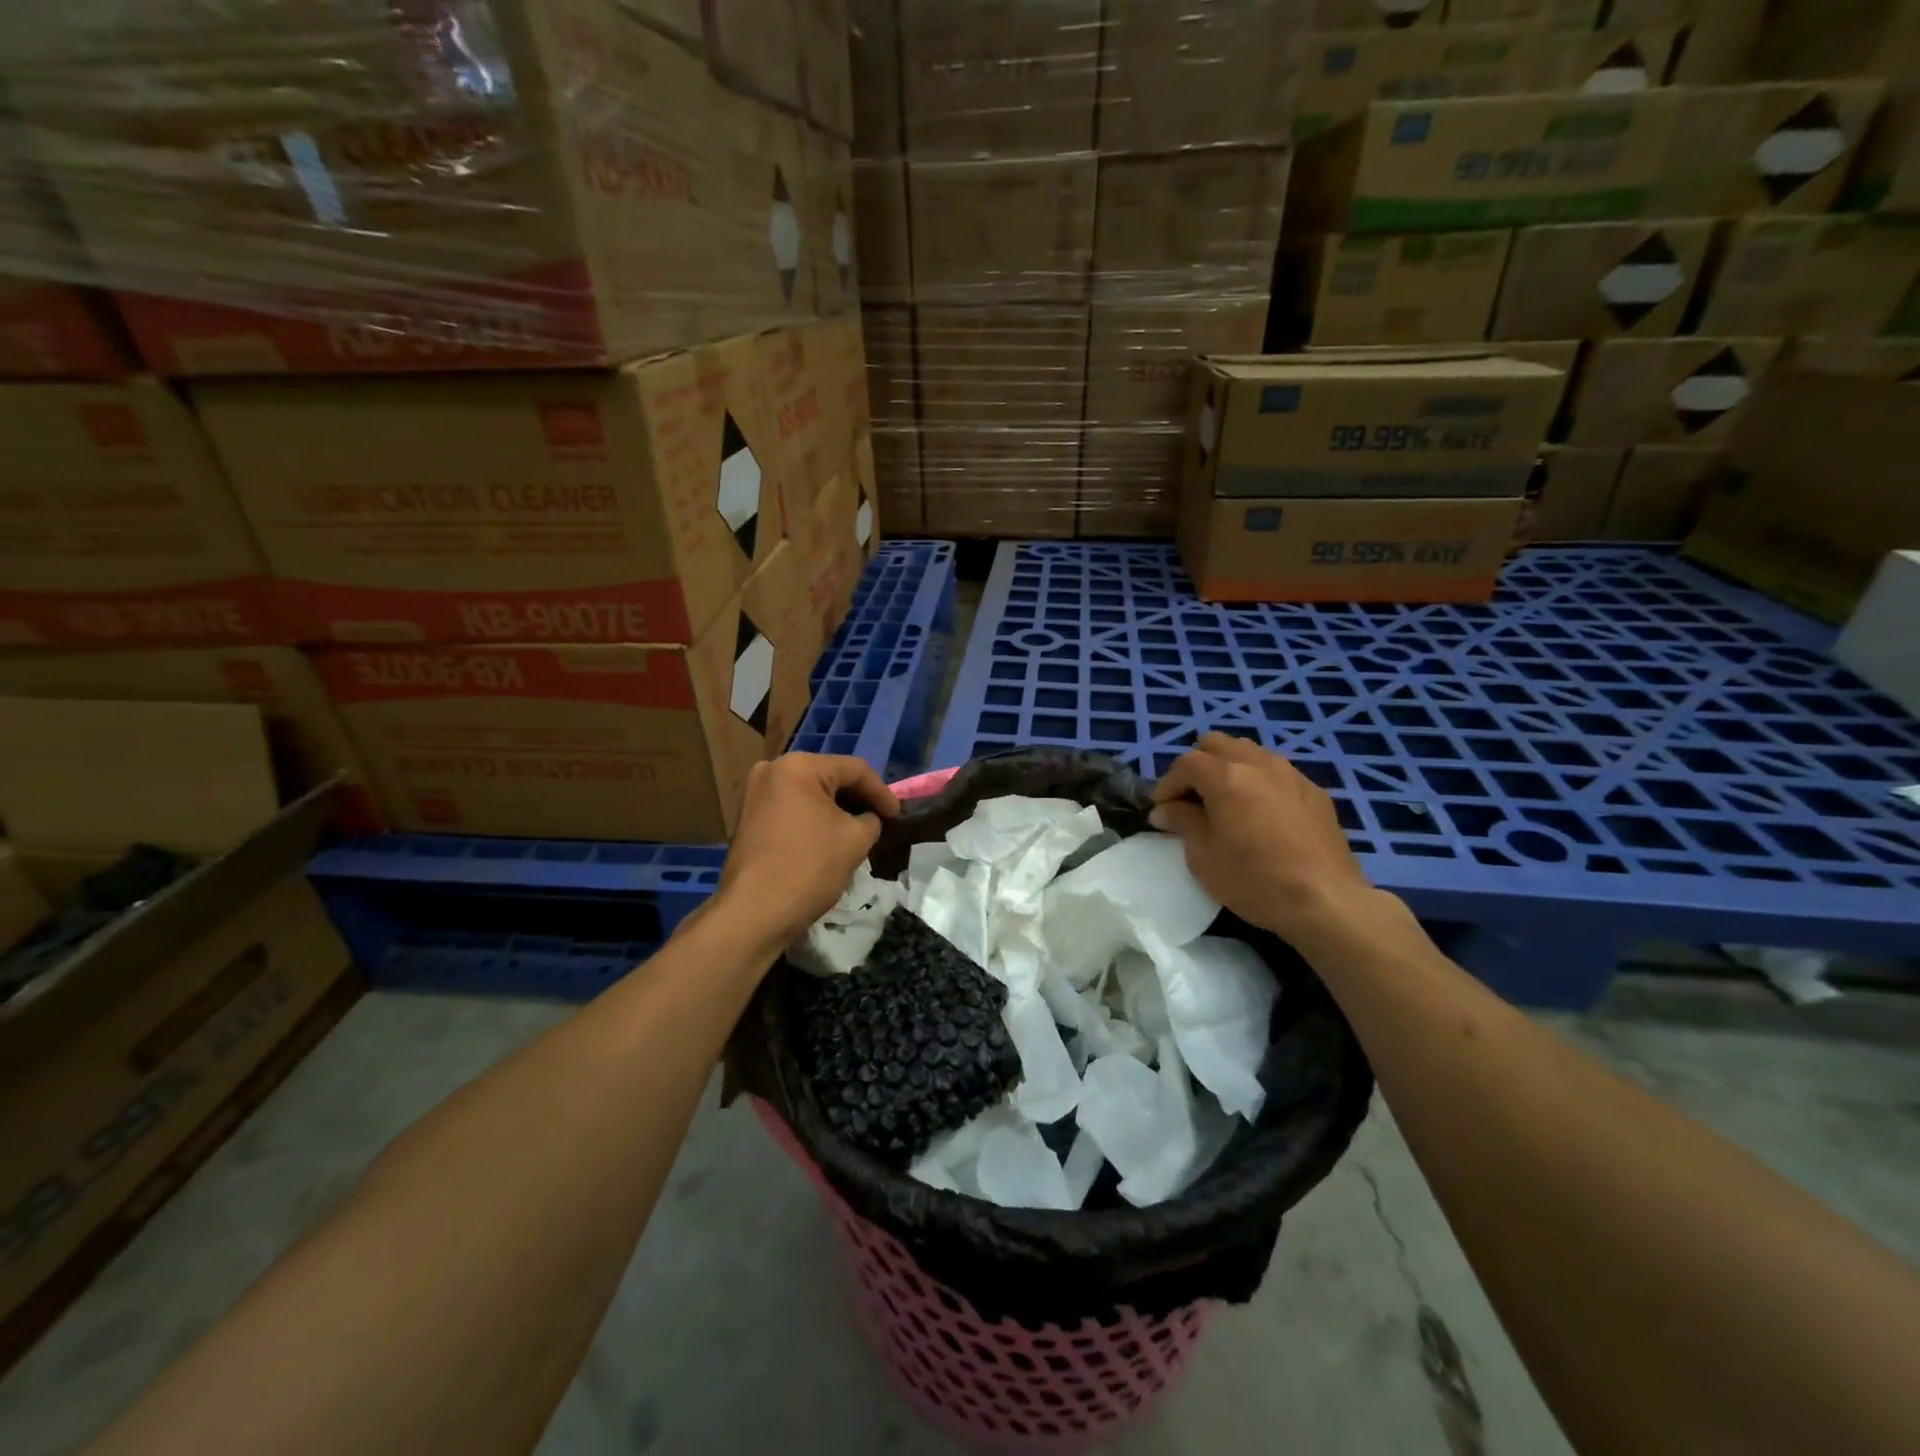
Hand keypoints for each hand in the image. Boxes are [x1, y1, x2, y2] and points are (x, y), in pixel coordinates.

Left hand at [718, 753, 899, 942]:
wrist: (754, 912)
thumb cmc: (810, 867)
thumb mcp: (856, 839)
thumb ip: (871, 820)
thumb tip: (868, 819)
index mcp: (799, 766)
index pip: (855, 770)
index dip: (882, 792)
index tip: (898, 816)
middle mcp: (773, 770)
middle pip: (829, 777)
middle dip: (858, 799)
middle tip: (881, 821)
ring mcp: (755, 794)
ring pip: (809, 794)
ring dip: (836, 810)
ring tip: (859, 830)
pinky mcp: (748, 818)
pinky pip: (792, 809)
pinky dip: (814, 819)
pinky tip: (830, 837)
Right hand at [1148, 734, 1376, 945]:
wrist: (1326, 902)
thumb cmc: (1255, 881)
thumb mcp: (1203, 857)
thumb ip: (1182, 823)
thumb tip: (1165, 810)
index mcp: (1227, 777)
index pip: (1185, 764)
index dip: (1167, 784)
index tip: (1160, 809)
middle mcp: (1258, 763)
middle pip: (1216, 744)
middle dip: (1196, 766)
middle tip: (1191, 799)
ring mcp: (1290, 773)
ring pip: (1248, 752)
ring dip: (1228, 768)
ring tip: (1224, 801)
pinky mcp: (1314, 790)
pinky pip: (1276, 772)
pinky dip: (1258, 781)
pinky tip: (1260, 813)